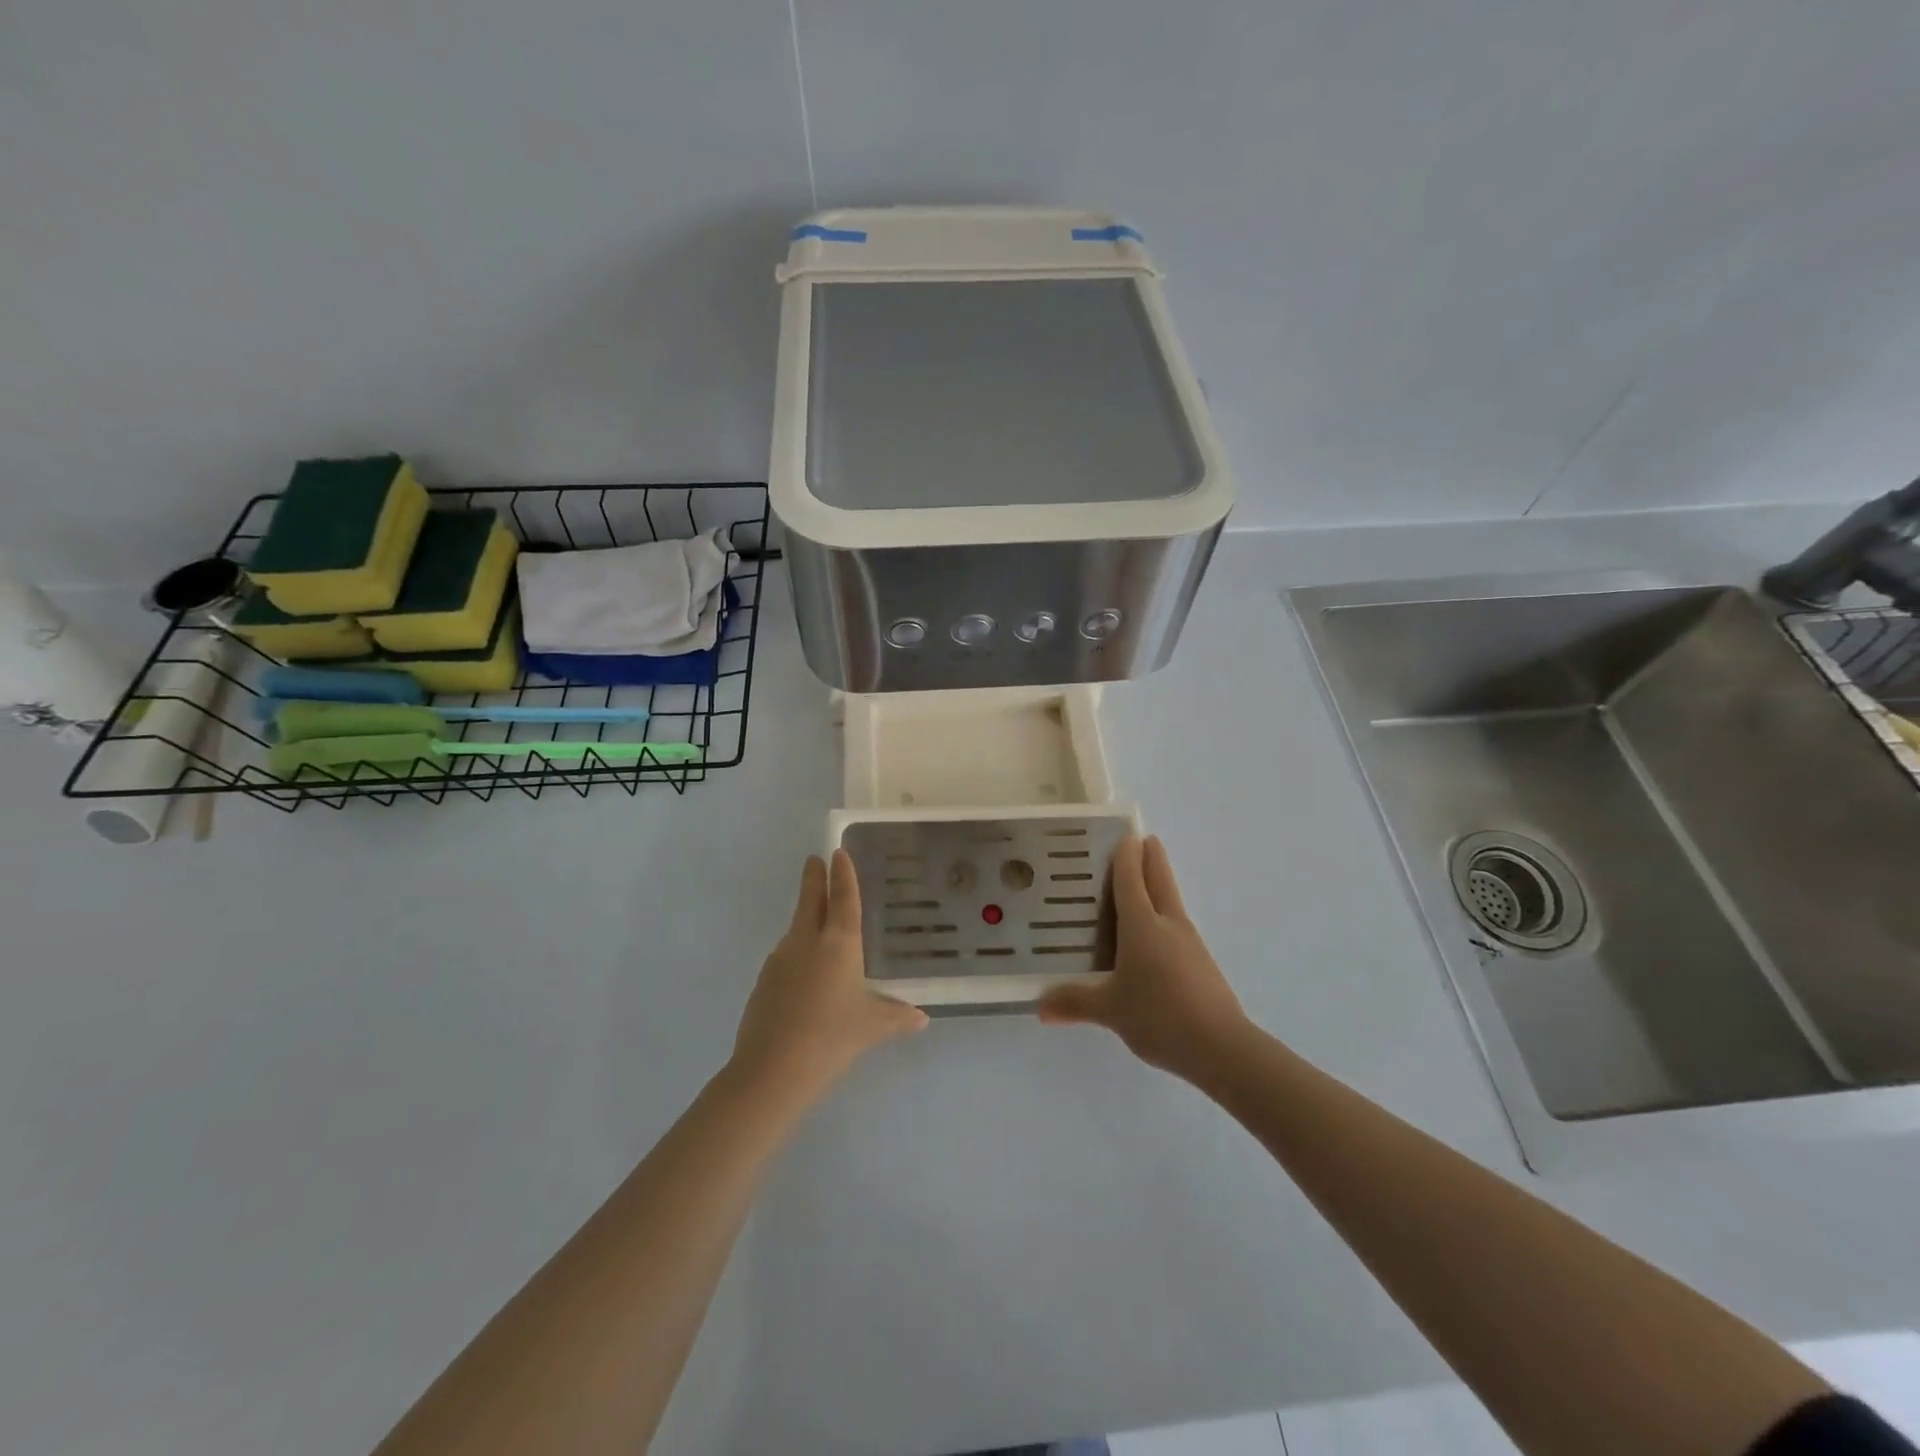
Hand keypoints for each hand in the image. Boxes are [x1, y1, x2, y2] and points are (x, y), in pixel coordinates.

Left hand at [731, 850, 928, 1102]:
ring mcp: (781, 959)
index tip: (838, 852)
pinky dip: (797, 952)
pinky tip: (804, 975)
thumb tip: (921, 1018)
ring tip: (817, 924)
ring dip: (805, 918)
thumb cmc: (833, 1037)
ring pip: (796, 928)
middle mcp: (807, 941)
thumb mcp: (873, 1026)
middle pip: (810, 900)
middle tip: (814, 860)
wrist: (772, 1069)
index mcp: (839, 943)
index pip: (843, 897)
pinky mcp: (764, 980)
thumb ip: (898, 1016)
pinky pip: (785, 956)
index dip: (843, 874)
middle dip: (814, 878)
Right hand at [1037, 834, 1246, 1081]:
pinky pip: (1177, 927)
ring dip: (1160, 885)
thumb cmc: (1159, 1015)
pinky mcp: (1201, 964)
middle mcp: (1168, 925)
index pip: (1131, 880)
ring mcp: (1189, 943)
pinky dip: (1165, 916)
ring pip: (1172, 902)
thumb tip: (1040, 1006)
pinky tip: (1156, 935)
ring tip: (1144, 884)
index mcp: (1142, 925)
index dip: (1127, 857)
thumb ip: (1074, 1003)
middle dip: (1152, 858)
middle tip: (1146, 839)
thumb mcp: (1110, 1010)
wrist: (1221, 1047)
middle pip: (1160, 881)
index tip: (1126, 835)